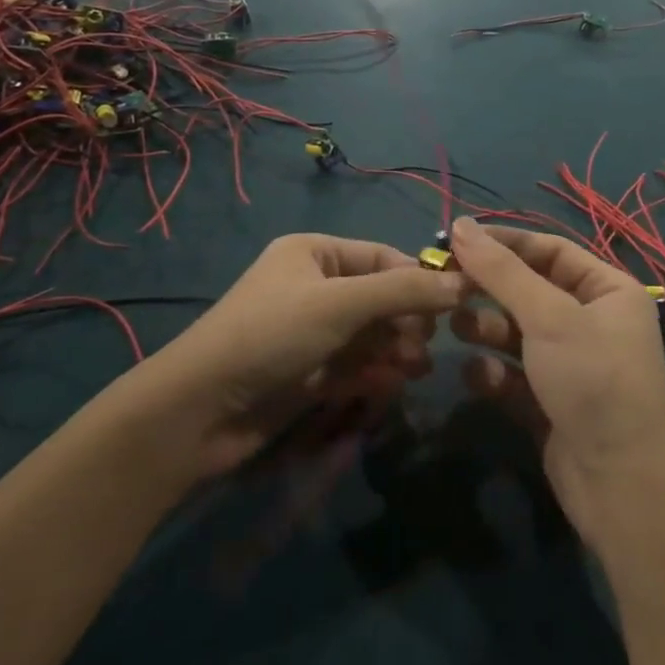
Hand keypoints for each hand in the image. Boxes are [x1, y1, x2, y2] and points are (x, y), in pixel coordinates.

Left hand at [140, 234, 464, 477]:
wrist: (201, 410)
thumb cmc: (273, 334)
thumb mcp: (341, 302)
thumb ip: (404, 290)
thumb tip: (463, 282)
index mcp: (314, 253)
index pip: (383, 257)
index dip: (419, 278)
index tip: (457, 305)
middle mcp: (314, 287)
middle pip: (379, 298)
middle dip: (407, 321)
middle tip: (428, 348)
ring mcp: (310, 332)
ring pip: (370, 336)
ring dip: (395, 350)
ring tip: (415, 370)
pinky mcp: (307, 373)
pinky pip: (354, 366)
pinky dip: (374, 374)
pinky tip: (390, 386)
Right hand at [447, 218, 664, 534]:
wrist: (622, 488)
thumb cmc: (592, 380)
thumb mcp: (547, 316)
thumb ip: (501, 270)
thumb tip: (461, 224)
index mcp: (607, 290)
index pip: (549, 250)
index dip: (504, 243)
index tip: (456, 241)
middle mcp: (592, 321)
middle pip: (529, 290)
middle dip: (490, 290)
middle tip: (446, 286)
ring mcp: (571, 364)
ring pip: (517, 332)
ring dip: (486, 328)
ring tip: (457, 328)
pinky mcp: (550, 402)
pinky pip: (514, 374)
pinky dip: (494, 372)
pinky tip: (477, 377)